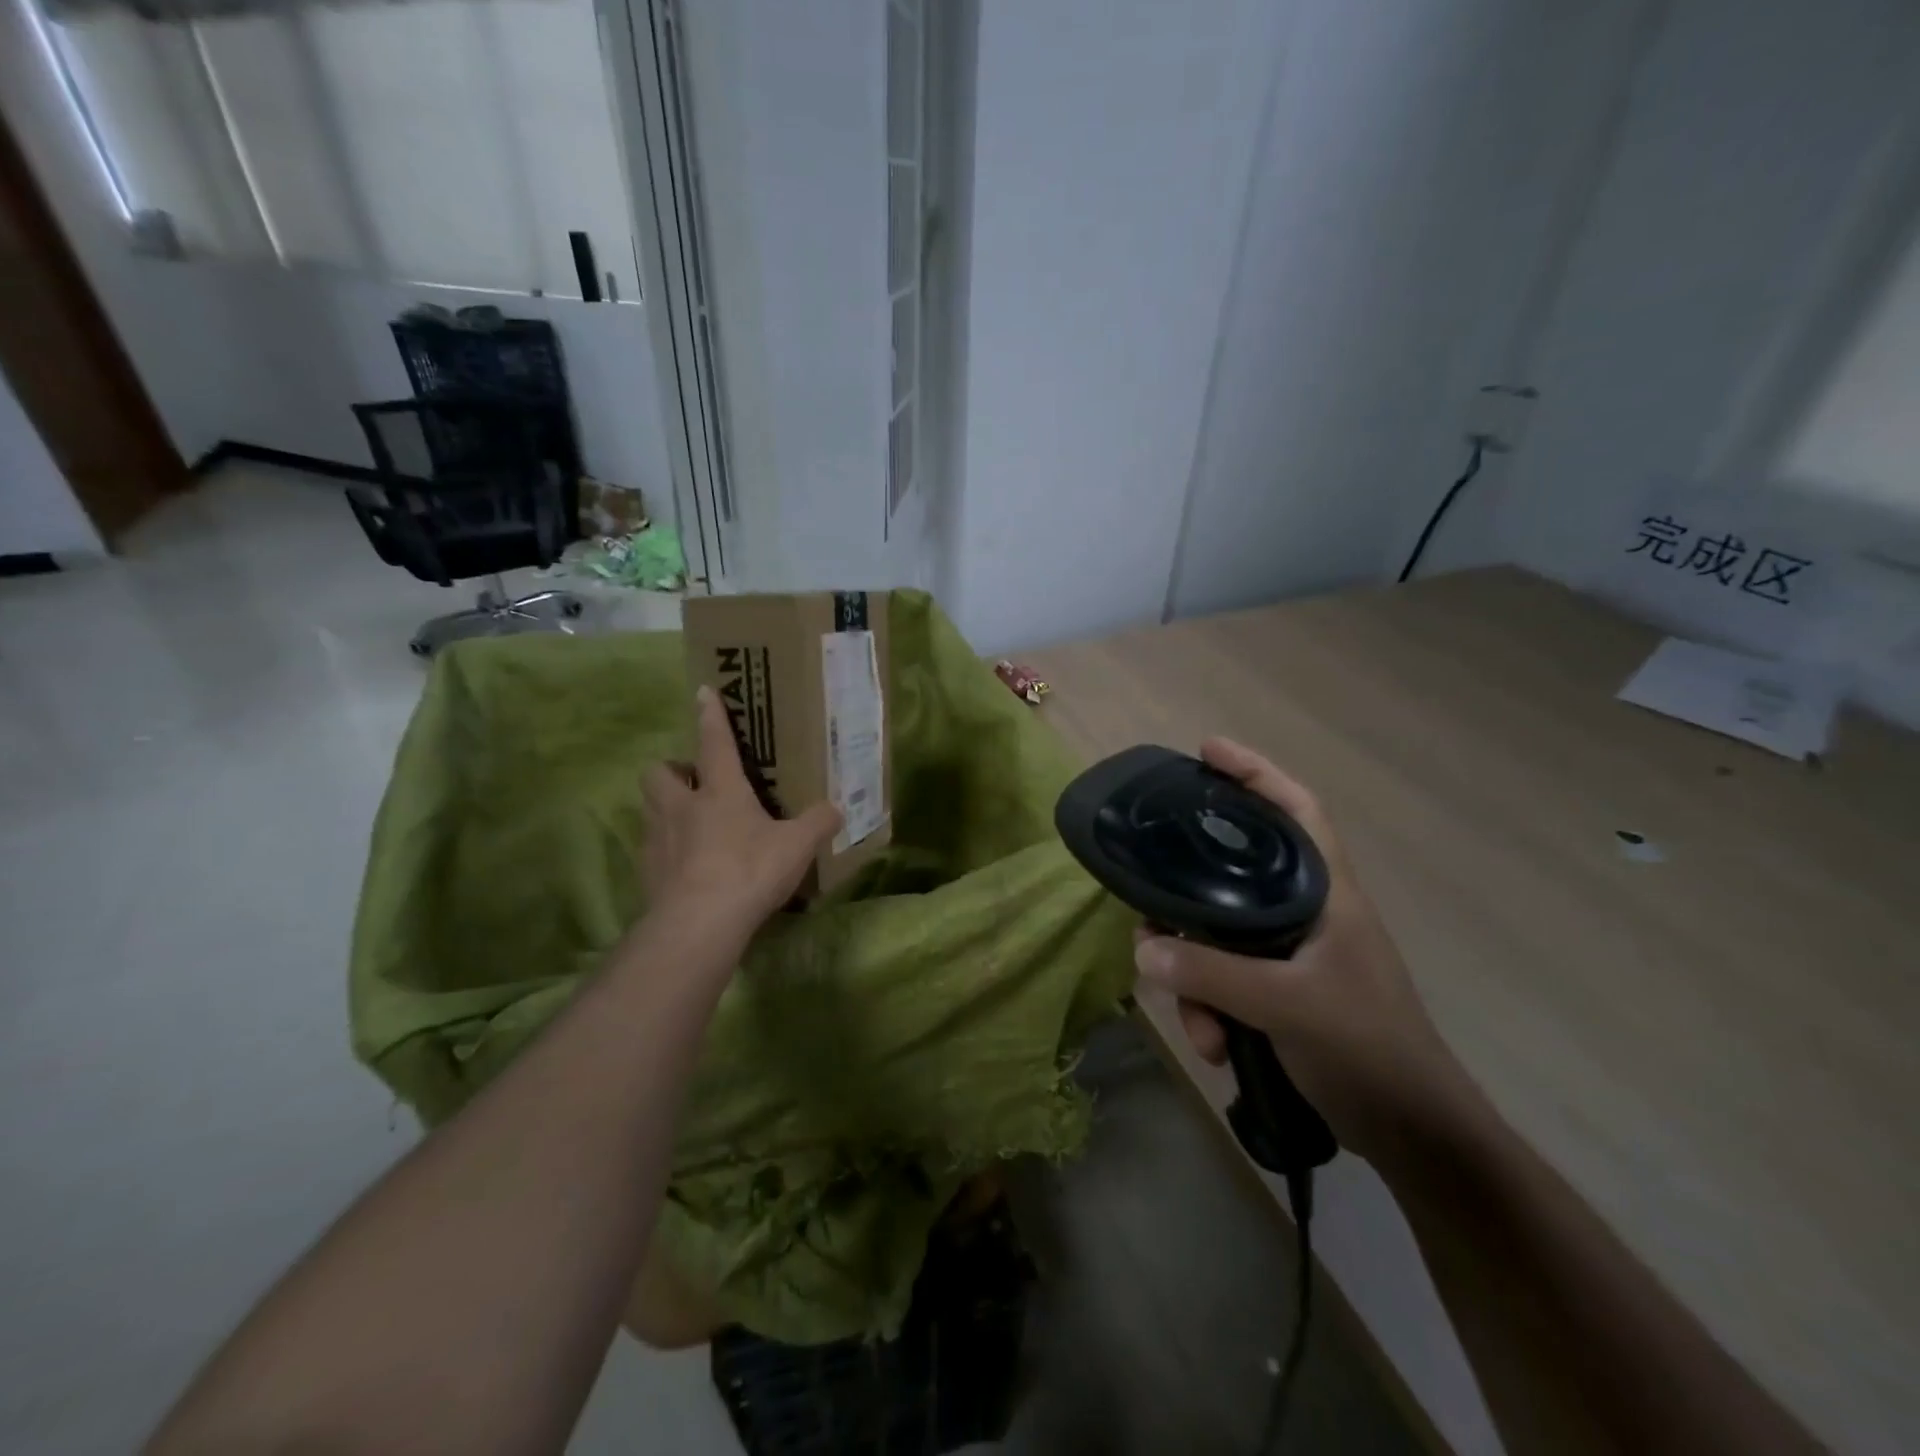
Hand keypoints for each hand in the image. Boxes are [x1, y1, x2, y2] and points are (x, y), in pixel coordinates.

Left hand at [638, 685, 841, 952]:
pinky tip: (686, 866)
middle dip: (673, 769)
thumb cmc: (749, 870)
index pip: (714, 741)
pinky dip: (665, 849)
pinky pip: (651, 848)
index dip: (710, 715)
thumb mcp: (797, 846)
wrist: (699, 923)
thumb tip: (837, 809)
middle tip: (695, 782)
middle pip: (659, 771)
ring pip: (648, 807)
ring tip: (690, 823)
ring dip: (666, 807)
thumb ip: (818, 822)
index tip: (702, 692)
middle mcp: (682, 806)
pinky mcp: (646, 872)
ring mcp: (658, 839)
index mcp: (720, 791)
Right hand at [1132, 738, 1470, 1162]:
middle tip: (1152, 912)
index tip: (1205, 751)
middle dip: (1188, 903)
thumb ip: (1210, 974)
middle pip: (1232, 876)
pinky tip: (1215, 1047)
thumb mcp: (1284, 1005)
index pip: (1296, 809)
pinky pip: (1224, 980)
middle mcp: (1305, 912)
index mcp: (1326, 892)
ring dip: (1196, 980)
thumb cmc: (1367, 1049)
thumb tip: (1143, 948)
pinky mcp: (1278, 991)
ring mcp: (1290, 954)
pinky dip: (1210, 1009)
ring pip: (1218, 938)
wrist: (1413, 1135)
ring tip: (1200, 1027)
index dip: (1255, 772)